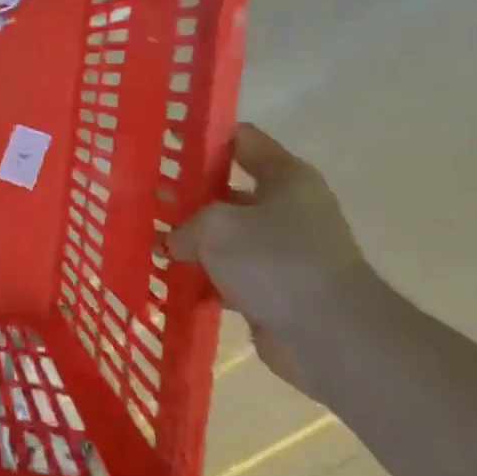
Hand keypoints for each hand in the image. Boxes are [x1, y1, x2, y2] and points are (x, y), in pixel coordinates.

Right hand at [167, 125, 374, 393]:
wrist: (331, 337)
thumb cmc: (275, 262)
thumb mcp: (215, 227)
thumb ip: (185, 225)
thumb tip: (177, 243)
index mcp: (286, 177)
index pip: (240, 139)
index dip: (201, 138)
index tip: (163, 144)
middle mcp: (288, 209)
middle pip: (227, 190)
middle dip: (187, 197)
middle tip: (145, 199)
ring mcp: (283, 252)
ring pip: (226, 237)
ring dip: (192, 243)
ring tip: (149, 241)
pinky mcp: (275, 290)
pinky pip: (229, 276)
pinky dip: (204, 279)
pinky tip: (169, 280)